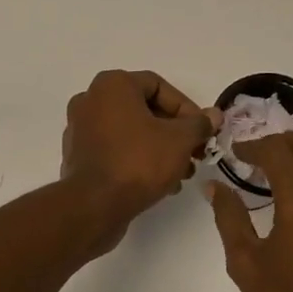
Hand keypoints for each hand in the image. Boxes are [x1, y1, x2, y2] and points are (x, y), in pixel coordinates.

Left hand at [62, 71, 218, 234]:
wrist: (94, 206)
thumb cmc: (138, 162)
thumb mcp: (180, 140)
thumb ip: (199, 124)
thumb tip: (214, 115)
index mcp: (112, 85)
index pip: (159, 86)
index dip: (186, 108)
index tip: (202, 131)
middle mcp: (91, 100)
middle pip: (144, 109)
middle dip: (175, 132)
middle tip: (195, 153)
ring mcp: (80, 129)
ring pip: (131, 132)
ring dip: (160, 148)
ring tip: (182, 173)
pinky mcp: (78, 156)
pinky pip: (116, 149)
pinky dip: (138, 159)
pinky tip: (161, 183)